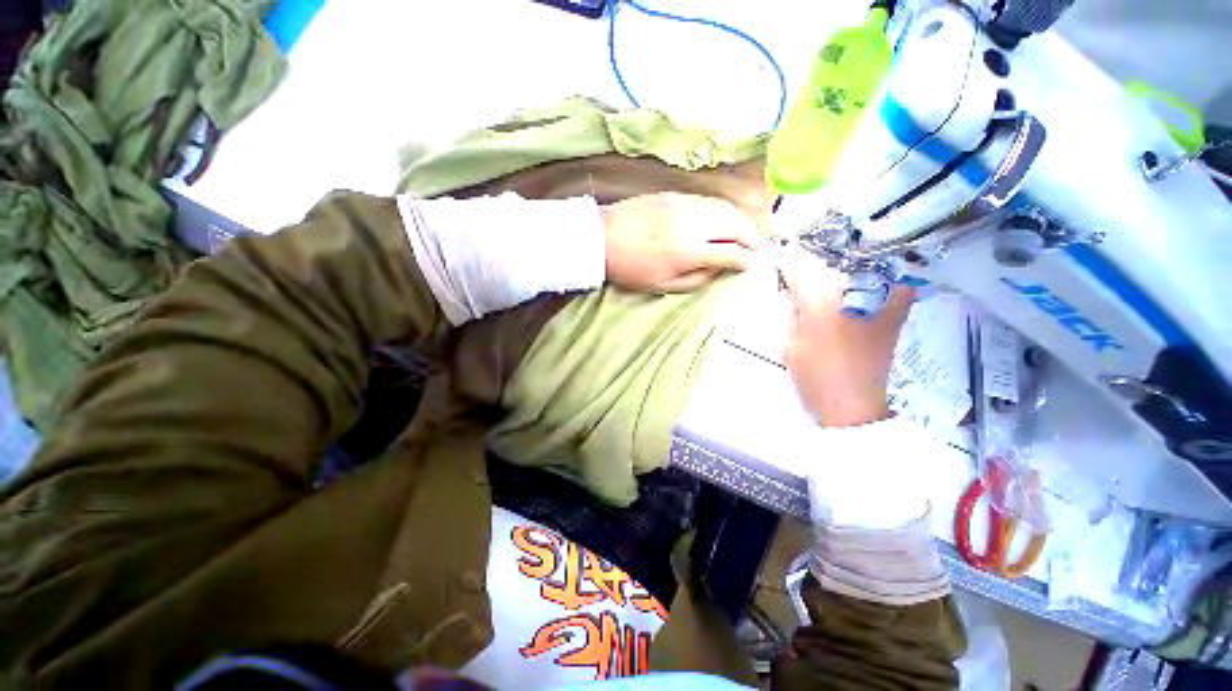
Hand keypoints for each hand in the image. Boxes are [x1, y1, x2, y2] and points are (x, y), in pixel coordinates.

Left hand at [602, 193, 763, 292]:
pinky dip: (723, 211)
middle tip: (756, 248)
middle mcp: (694, 223)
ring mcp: (686, 204)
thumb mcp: (664, 284)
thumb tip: (721, 271)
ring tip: (744, 234)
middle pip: (736, 224)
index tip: (752, 266)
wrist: (602, 237)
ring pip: (725, 208)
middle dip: (752, 237)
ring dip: (741, 221)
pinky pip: (709, 201)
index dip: (746, 260)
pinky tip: (721, 221)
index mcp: (690, 251)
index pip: (732, 252)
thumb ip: (698, 279)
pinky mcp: (676, 195)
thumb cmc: (632, 268)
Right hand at [778, 247, 912, 426]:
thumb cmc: (814, 377)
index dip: (782, 261)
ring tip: (824, 274)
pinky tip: (867, 281)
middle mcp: (852, 292)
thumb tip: (792, 291)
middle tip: (794, 268)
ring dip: (837, 268)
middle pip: (826, 264)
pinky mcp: (894, 311)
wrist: (853, 405)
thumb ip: (791, 312)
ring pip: (854, 268)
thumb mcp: (790, 344)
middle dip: (807, 265)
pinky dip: (881, 277)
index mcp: (820, 301)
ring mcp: (878, 299)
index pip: (797, 268)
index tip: (773, 257)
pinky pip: (893, 282)